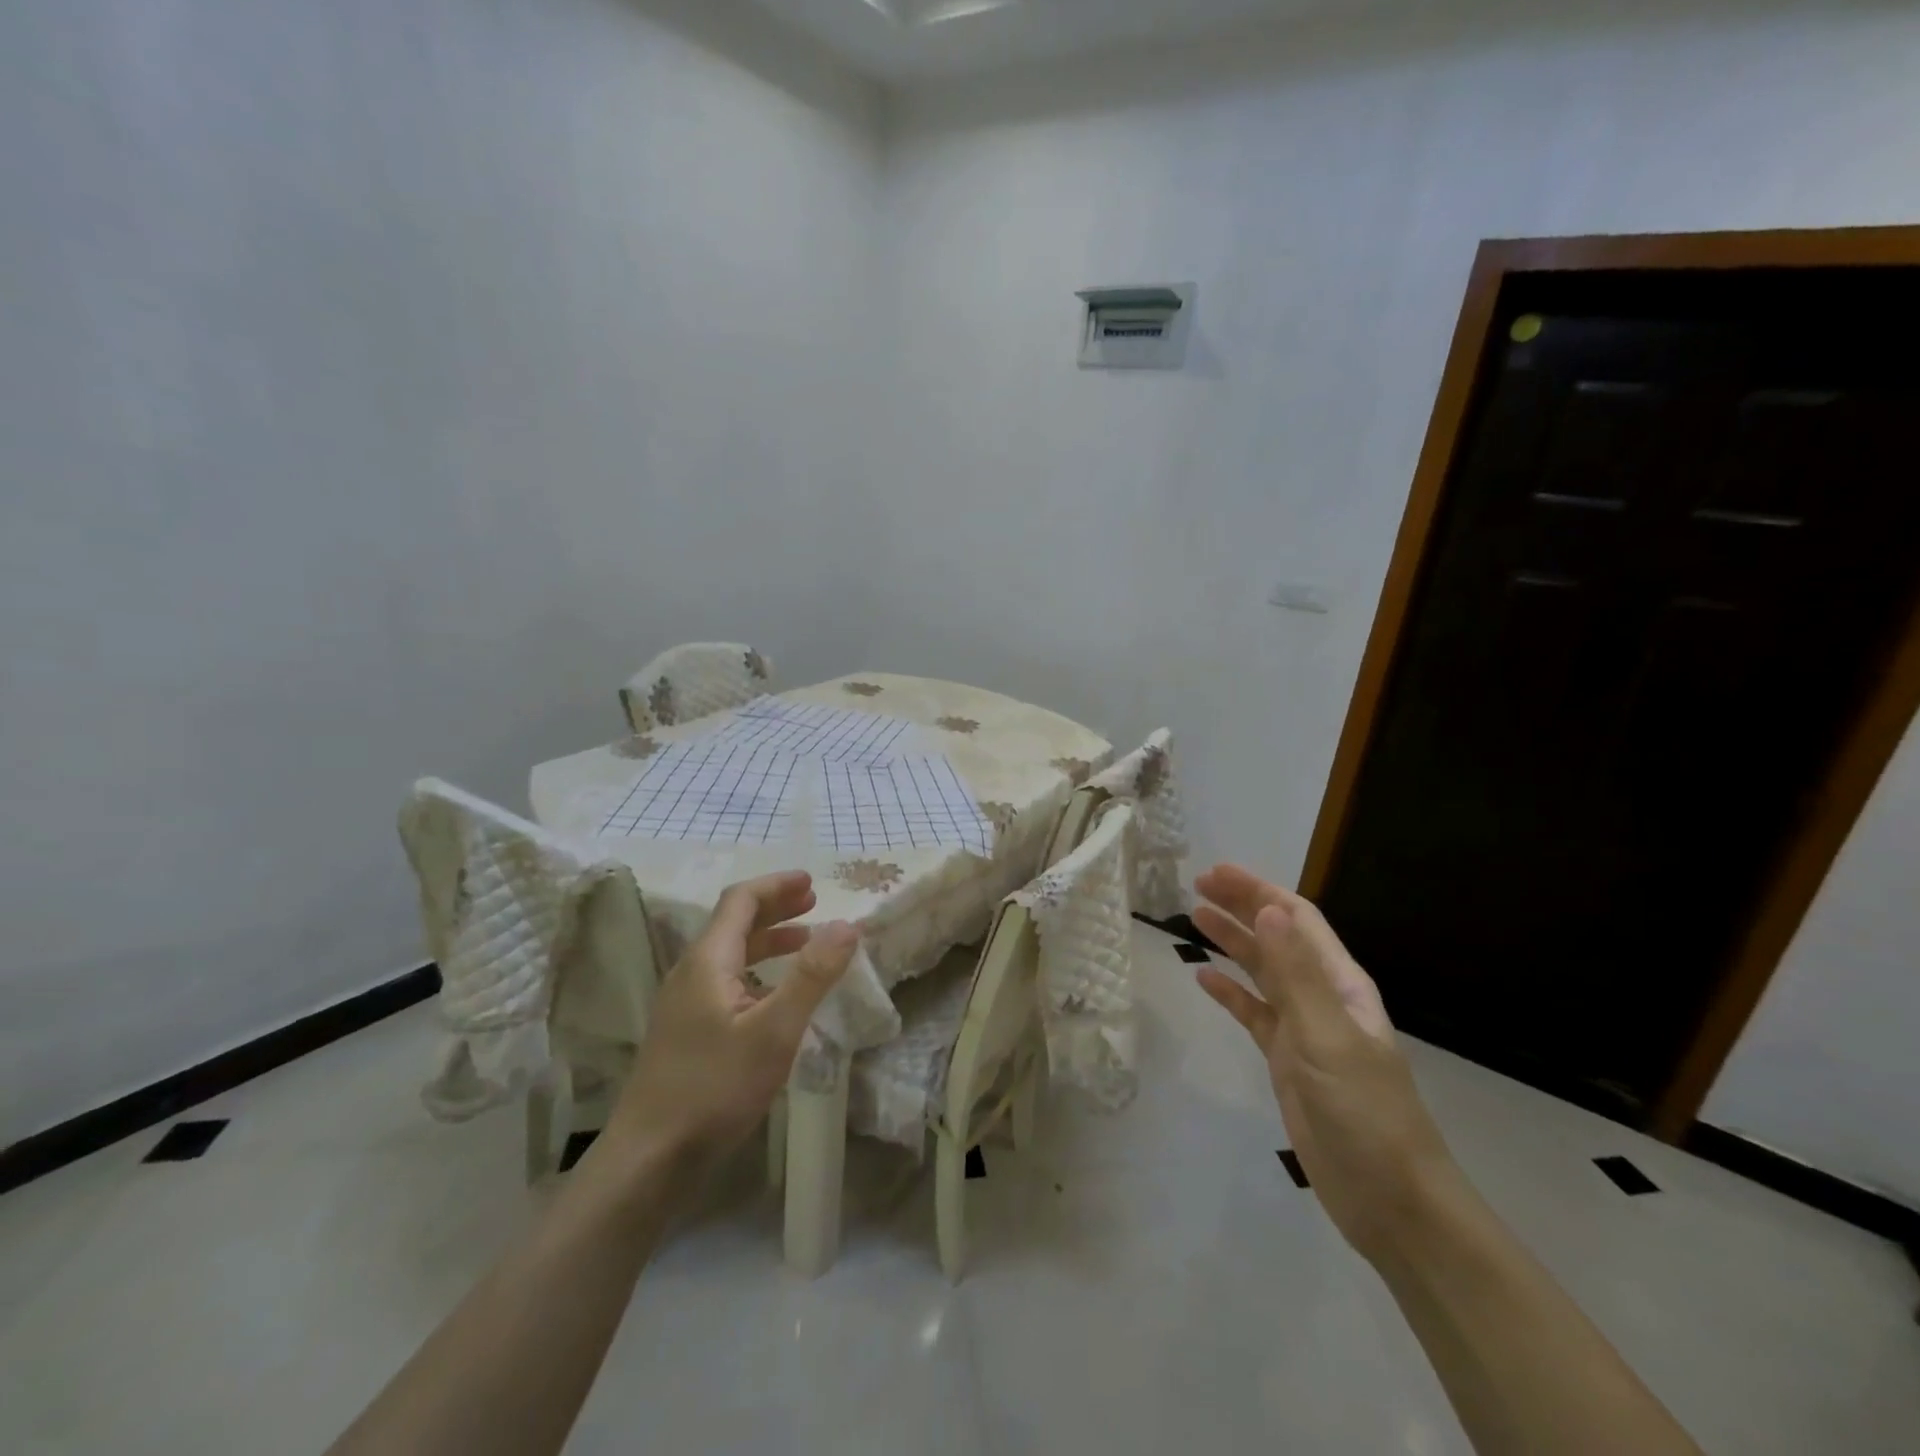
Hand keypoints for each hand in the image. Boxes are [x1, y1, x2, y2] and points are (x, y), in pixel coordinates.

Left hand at [606, 871, 857, 1169]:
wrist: (649, 1159)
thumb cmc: (714, 1088)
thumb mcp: (775, 1031)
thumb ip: (812, 975)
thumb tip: (847, 924)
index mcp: (708, 961)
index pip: (740, 901)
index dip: (776, 885)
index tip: (813, 882)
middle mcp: (691, 973)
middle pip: (733, 922)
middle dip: (775, 907)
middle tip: (814, 902)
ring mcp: (684, 1003)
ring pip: (730, 954)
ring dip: (768, 939)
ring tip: (805, 940)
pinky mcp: (686, 1031)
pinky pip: (726, 981)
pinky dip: (758, 970)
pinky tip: (776, 994)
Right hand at [1191, 865, 1462, 1264]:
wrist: (1391, 1200)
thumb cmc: (1364, 1112)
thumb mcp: (1327, 1036)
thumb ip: (1296, 973)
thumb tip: (1268, 908)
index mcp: (1340, 983)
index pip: (1296, 919)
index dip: (1257, 890)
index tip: (1215, 872)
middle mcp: (1321, 997)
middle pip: (1276, 938)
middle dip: (1240, 907)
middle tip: (1196, 885)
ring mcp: (1303, 1030)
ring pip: (1262, 972)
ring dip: (1232, 942)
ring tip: (1194, 917)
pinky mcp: (1287, 1060)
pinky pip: (1253, 1014)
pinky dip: (1229, 994)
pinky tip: (1203, 980)